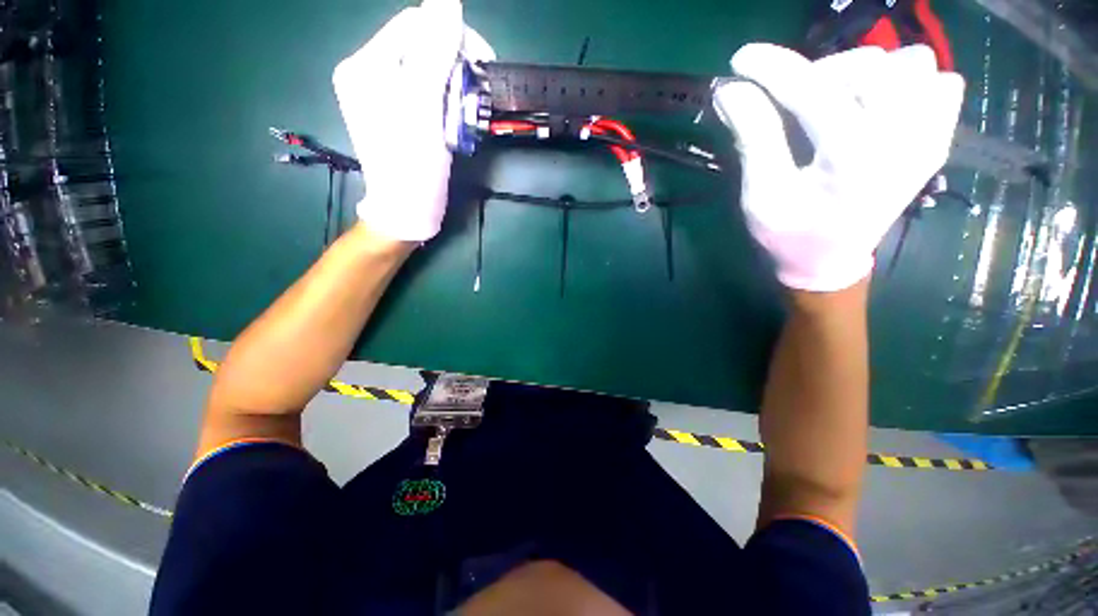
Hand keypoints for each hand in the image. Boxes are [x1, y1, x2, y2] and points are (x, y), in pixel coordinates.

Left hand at [333, 0, 494, 241]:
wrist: (408, 212)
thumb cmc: (413, 166)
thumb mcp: (423, 109)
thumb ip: (434, 53)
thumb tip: (449, 2)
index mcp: (366, 66)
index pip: (413, 25)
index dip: (452, 34)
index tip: (483, 62)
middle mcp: (369, 74)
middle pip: (419, 46)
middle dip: (453, 64)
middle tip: (475, 93)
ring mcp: (382, 96)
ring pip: (427, 70)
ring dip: (453, 86)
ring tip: (463, 113)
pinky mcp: (398, 115)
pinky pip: (426, 92)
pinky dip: (446, 101)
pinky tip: (453, 119)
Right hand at [713, 44, 964, 291]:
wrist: (829, 260)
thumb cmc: (788, 234)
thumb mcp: (761, 194)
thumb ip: (752, 138)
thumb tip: (731, 91)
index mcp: (852, 161)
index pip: (814, 92)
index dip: (774, 69)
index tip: (742, 60)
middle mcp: (903, 140)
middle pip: (871, 66)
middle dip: (823, 72)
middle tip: (794, 100)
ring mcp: (929, 138)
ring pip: (913, 64)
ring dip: (868, 73)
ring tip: (838, 102)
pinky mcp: (938, 139)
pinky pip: (940, 82)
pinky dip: (908, 81)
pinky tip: (878, 106)